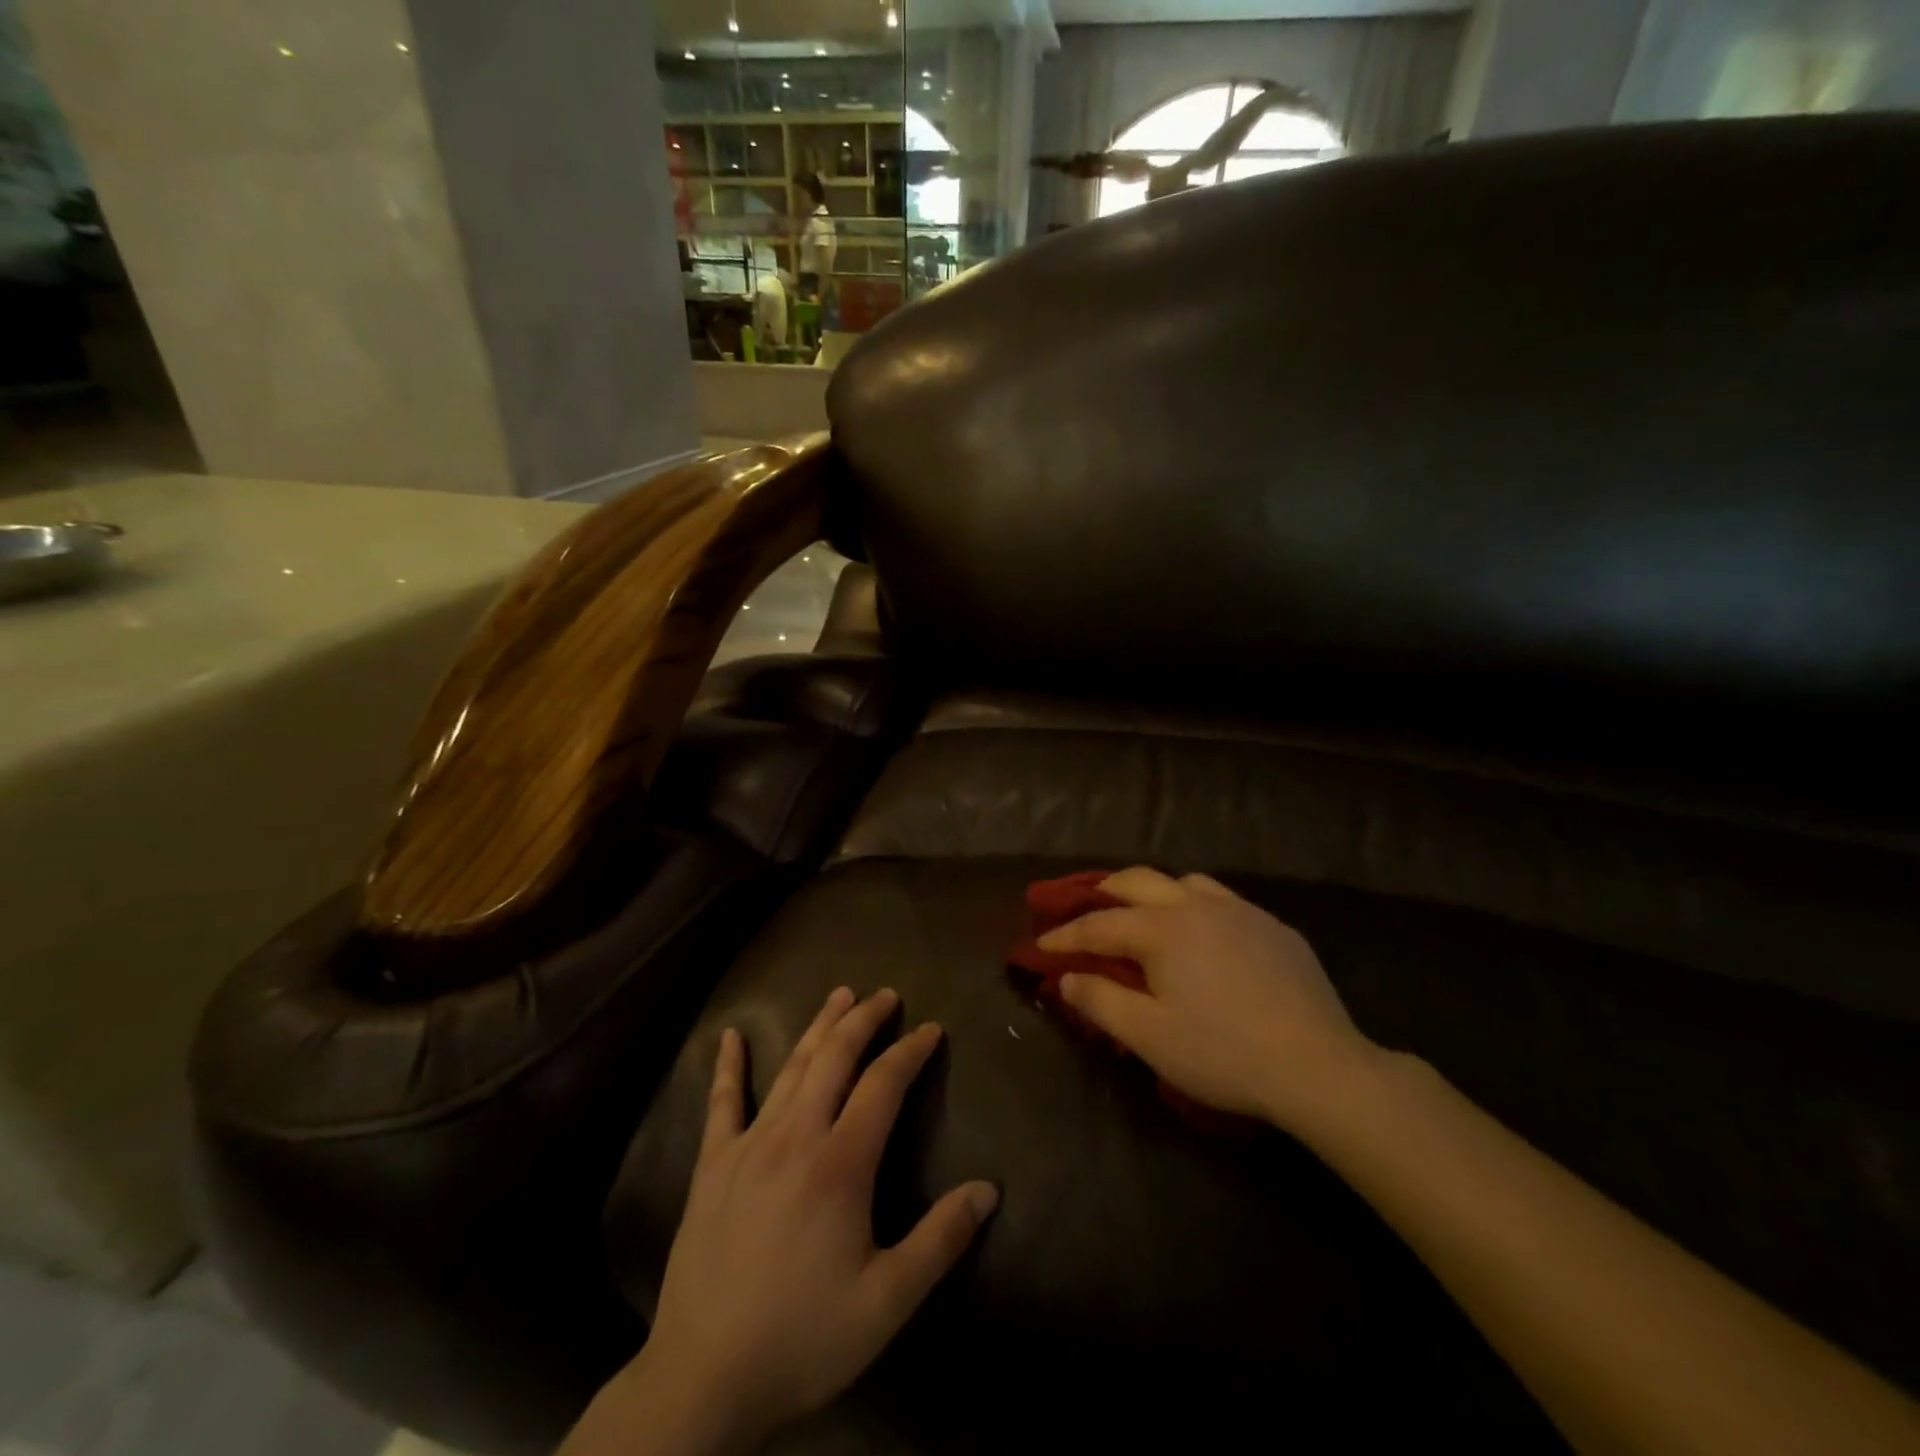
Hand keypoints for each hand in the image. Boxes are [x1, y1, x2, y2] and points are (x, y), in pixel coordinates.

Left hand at [611, 989, 997, 1454]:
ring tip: (839, 995)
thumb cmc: (803, 1338)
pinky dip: (728, 1066)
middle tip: (886, 995)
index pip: (883, 1085)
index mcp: (840, 1164)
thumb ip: (940, 1240)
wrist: (704, 1379)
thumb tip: (989, 1190)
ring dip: (817, 1026)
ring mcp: (749, 1146)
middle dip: (864, 1020)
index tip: (931, 1029)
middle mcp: (795, 1137)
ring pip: (790, 1068)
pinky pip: (722, 1104)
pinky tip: (730, 1035)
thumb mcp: (887, 1302)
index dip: (910, 1051)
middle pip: (835, 1058)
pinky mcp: (713, 1165)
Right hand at [1038, 867, 1382, 1128]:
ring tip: (1146, 914)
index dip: (1066, 935)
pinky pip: (1224, 900)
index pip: (1099, 925)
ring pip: (1185, 883)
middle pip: (1138, 882)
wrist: (1318, 1066)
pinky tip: (1206, 935)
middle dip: (1104, 892)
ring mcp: (1240, 911)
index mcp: (1161, 930)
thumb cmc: (1222, 1052)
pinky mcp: (1274, 927)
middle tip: (1084, 908)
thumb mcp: (1148, 1036)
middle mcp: (1197, 906)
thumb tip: (1066, 977)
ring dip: (1155, 892)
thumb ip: (1099, 1001)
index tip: (1040, 944)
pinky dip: (1197, 906)